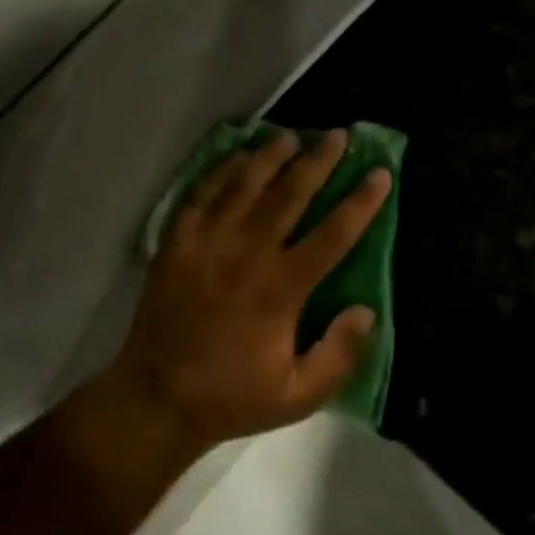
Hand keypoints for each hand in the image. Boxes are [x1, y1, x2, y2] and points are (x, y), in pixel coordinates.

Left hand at [110, 128, 391, 446]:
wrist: (155, 399)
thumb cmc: (232, 396)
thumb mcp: (298, 395)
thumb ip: (339, 355)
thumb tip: (365, 310)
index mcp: (280, 289)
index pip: (332, 234)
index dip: (360, 202)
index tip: (380, 174)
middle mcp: (246, 255)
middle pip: (290, 194)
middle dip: (318, 161)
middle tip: (337, 135)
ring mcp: (207, 244)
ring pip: (244, 185)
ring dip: (270, 156)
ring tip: (290, 136)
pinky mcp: (176, 244)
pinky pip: (201, 194)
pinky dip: (221, 171)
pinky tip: (236, 156)